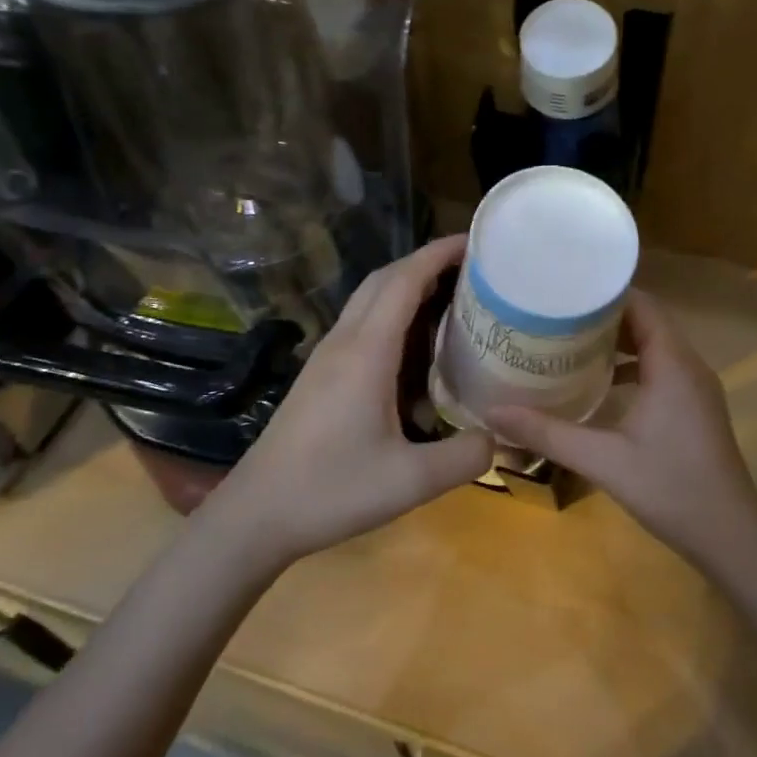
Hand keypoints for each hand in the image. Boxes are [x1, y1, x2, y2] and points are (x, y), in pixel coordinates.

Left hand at [199, 235, 492, 571]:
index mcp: (366, 352)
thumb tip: (499, 437)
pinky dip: (393, 314)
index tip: (476, 241)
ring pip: (369, 300)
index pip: (404, 280)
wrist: (256, 515)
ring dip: (408, 286)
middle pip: (384, 279)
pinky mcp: (320, 375)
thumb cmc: (331, 491)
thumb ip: (466, 457)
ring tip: (452, 298)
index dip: (439, 253)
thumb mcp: (411, 481)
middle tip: (472, 269)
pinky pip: (361, 324)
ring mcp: (327, 357)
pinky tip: (415, 348)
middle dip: (427, 262)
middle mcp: (345, 342)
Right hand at [491, 291, 756, 567]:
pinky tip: (598, 383)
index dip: (604, 293)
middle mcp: (688, 365)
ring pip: (654, 345)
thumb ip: (548, 433)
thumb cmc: (671, 488)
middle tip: (555, 315)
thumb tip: (493, 412)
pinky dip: (631, 365)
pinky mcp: (694, 407)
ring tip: (569, 341)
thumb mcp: (603, 460)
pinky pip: (660, 368)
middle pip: (646, 320)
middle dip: (603, 315)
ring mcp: (695, 387)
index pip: (642, 304)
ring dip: (617, 340)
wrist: (730, 536)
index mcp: (672, 364)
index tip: (563, 291)